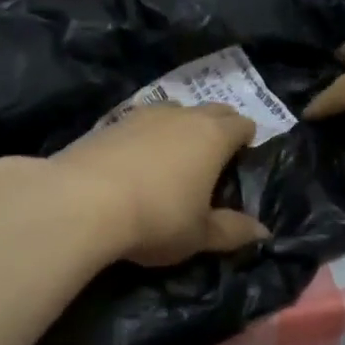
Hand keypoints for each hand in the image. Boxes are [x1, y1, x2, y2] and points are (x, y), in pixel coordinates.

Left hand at [50, 103, 269, 266]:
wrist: (81, 201)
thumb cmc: (156, 218)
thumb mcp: (199, 234)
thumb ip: (232, 230)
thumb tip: (263, 232)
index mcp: (214, 136)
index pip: (242, 124)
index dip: (247, 139)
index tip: (242, 159)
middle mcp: (182, 116)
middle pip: (212, 109)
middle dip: (219, 126)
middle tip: (214, 157)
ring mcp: (143, 114)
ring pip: (174, 111)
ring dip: (181, 127)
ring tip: (174, 156)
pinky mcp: (110, 122)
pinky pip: (141, 122)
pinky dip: (146, 135)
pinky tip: (136, 160)